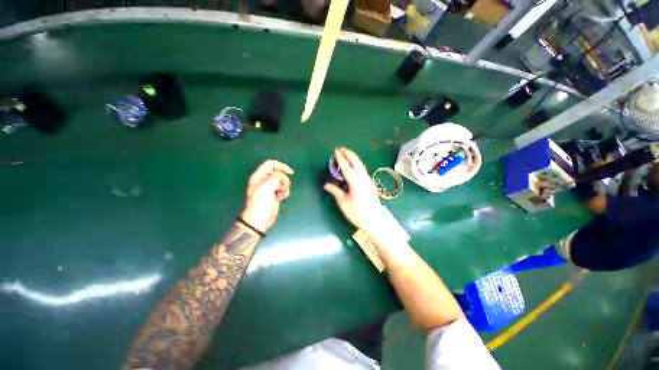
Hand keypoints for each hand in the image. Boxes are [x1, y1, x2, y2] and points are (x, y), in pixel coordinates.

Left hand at [241, 160, 293, 232]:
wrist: (259, 220)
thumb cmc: (261, 204)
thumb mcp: (266, 188)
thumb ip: (275, 179)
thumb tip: (280, 182)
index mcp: (259, 176)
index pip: (271, 164)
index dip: (281, 166)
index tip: (290, 172)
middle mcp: (264, 180)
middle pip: (279, 173)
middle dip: (284, 180)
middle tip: (281, 188)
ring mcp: (269, 187)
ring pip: (282, 181)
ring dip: (285, 187)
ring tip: (281, 194)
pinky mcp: (274, 194)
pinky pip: (283, 188)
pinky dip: (285, 191)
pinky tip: (282, 197)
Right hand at [324, 148, 381, 232]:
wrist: (374, 220)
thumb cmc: (357, 213)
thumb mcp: (344, 203)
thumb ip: (336, 192)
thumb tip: (327, 185)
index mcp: (356, 182)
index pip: (347, 167)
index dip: (341, 159)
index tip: (336, 151)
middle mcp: (363, 178)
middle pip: (356, 163)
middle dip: (349, 154)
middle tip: (342, 148)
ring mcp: (368, 180)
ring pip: (361, 165)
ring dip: (354, 158)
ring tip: (347, 154)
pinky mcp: (370, 183)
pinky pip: (363, 170)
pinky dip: (357, 164)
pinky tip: (354, 166)